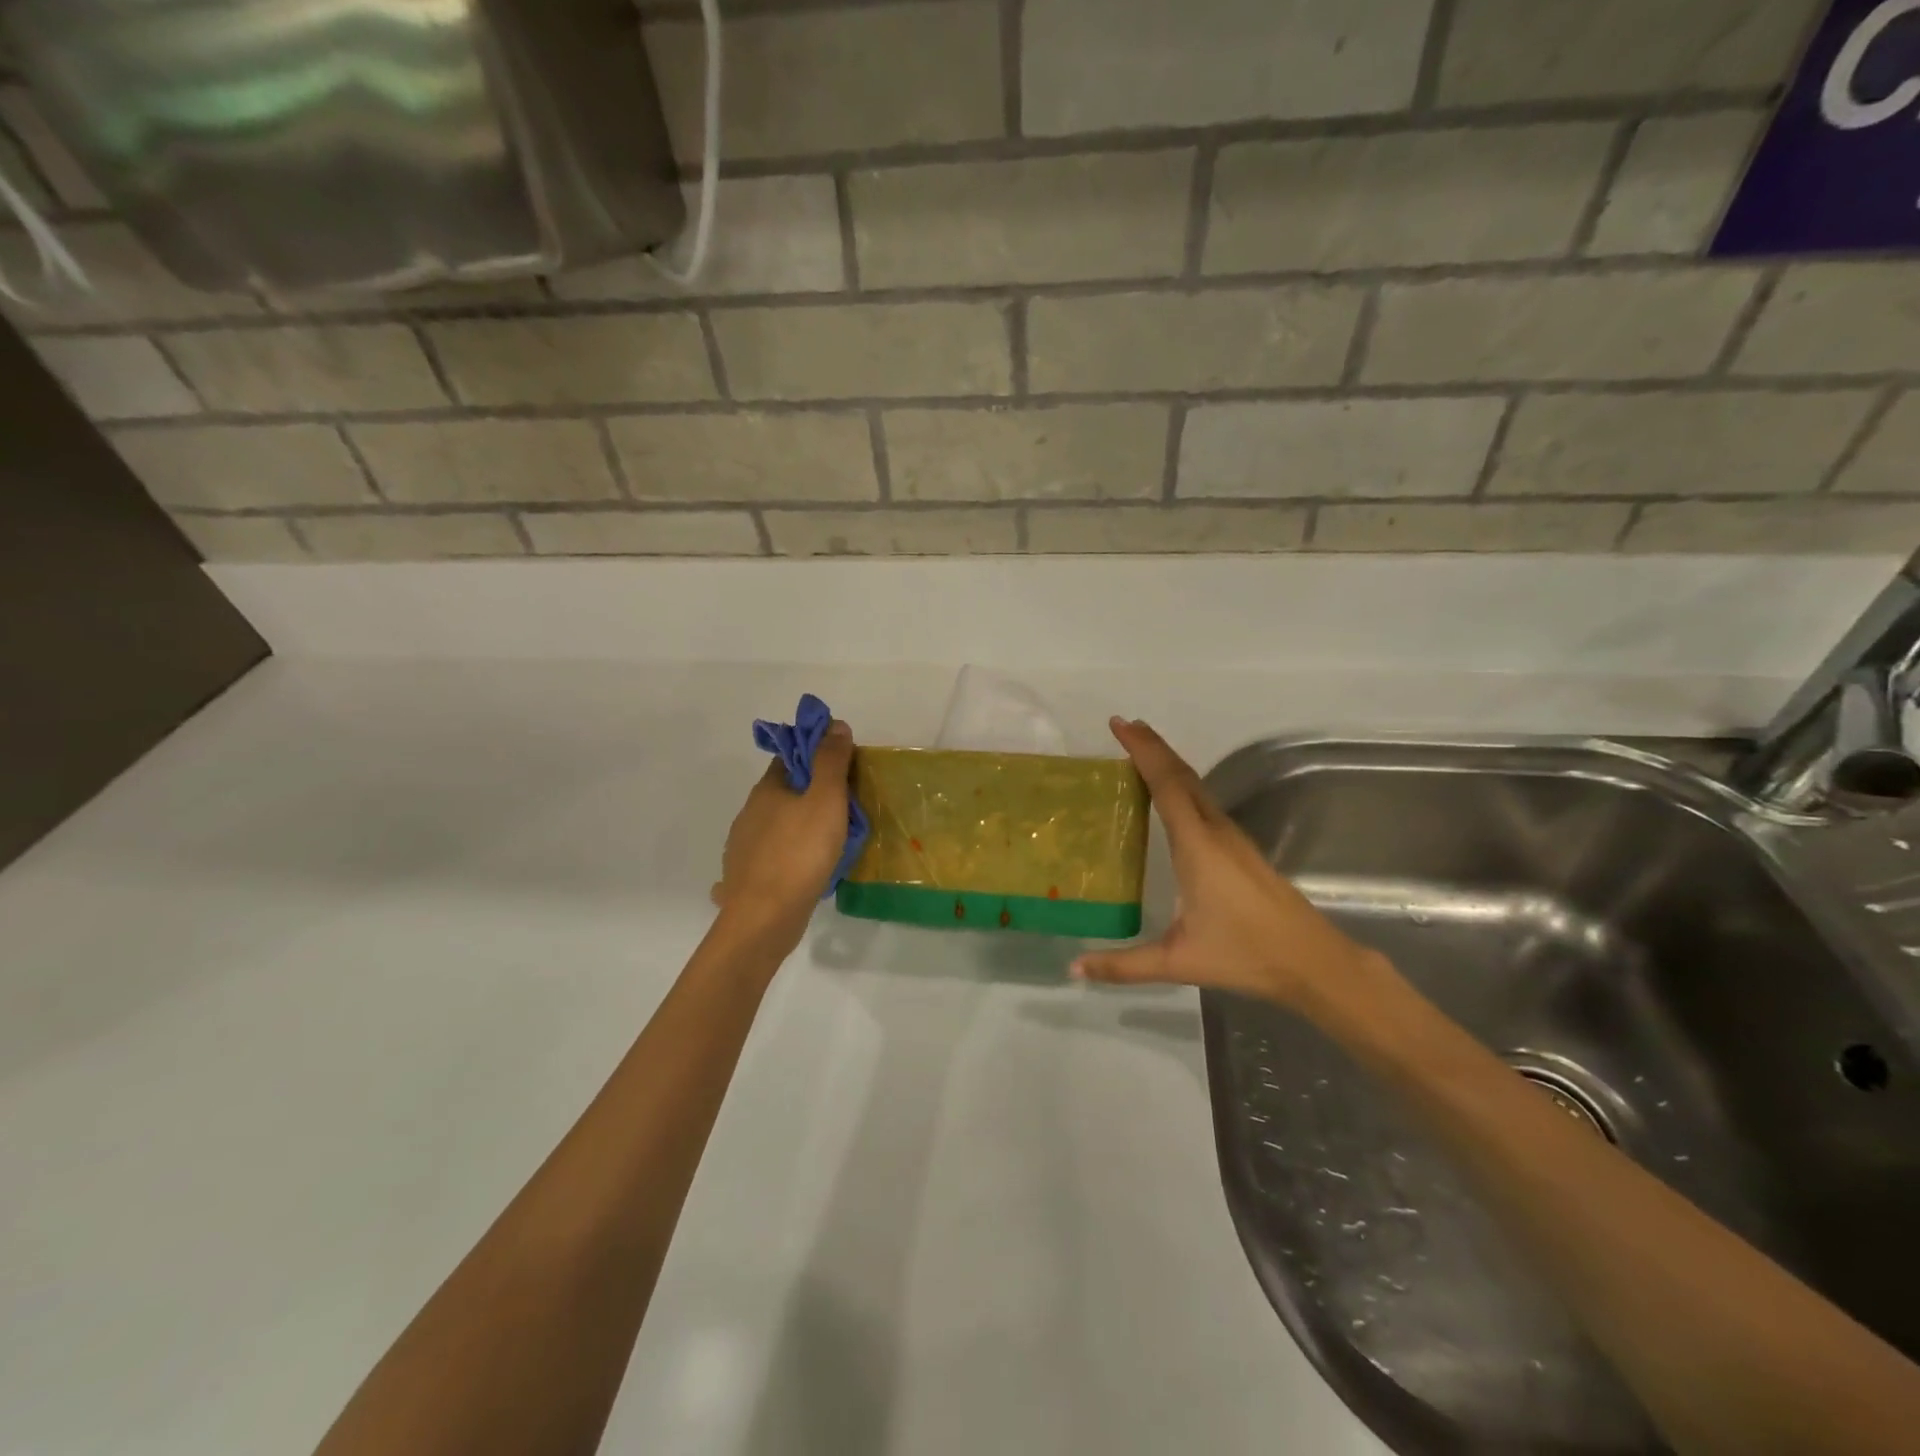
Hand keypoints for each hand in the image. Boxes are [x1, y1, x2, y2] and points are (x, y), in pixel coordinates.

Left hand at [711, 719, 855, 938]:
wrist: (764, 918)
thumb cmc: (800, 853)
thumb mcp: (825, 800)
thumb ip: (831, 762)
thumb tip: (835, 725)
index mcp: (767, 790)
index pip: (789, 758)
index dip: (815, 756)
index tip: (843, 768)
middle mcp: (750, 814)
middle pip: (783, 793)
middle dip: (810, 795)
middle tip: (846, 809)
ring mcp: (744, 848)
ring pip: (776, 827)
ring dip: (798, 828)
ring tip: (829, 843)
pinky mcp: (746, 878)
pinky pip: (772, 859)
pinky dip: (788, 858)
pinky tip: (804, 872)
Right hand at [1073, 718, 1381, 1009]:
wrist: (1312, 960)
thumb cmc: (1245, 953)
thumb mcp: (1178, 961)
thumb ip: (1124, 965)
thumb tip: (1074, 969)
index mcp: (1197, 845)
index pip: (1166, 784)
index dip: (1142, 751)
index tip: (1119, 724)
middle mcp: (1215, 831)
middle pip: (1182, 775)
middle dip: (1153, 746)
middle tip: (1124, 726)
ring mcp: (1232, 838)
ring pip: (1196, 786)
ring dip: (1168, 763)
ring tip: (1140, 751)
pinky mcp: (1240, 848)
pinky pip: (1204, 801)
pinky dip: (1181, 784)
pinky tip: (1172, 796)